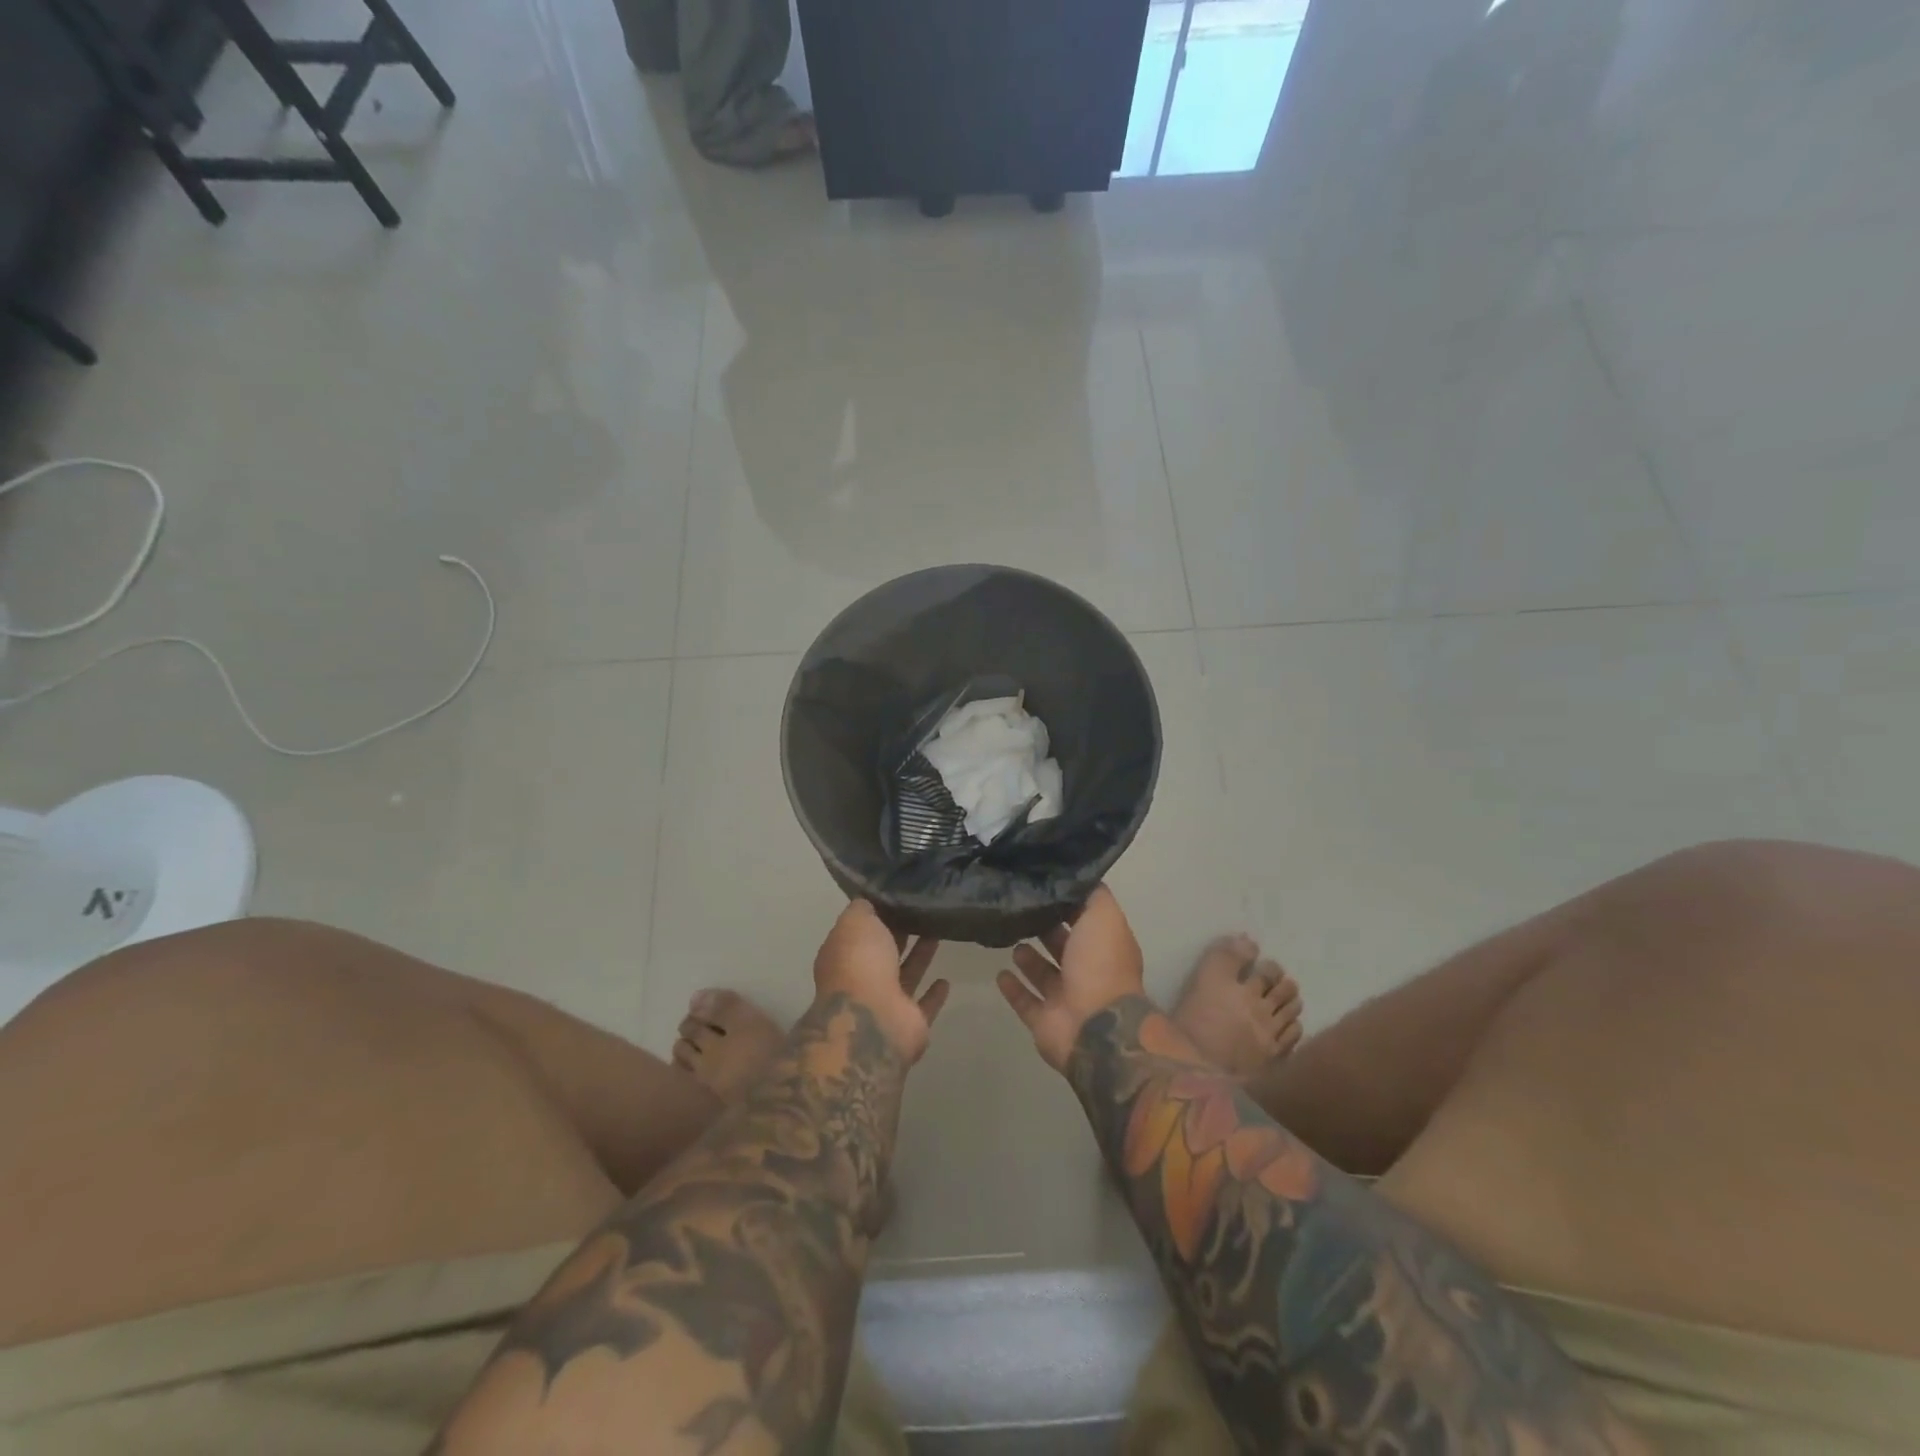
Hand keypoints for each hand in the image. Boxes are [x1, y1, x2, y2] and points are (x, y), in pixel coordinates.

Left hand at [813, 900, 948, 1063]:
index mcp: (843, 955)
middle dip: (899, 934)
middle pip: (883, 952)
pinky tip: (946, 980)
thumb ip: (863, 909)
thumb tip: (869, 901)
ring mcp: (885, 1003)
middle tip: (923, 911)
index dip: (877, 914)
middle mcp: (861, 979)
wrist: (874, 1021)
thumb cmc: (860, 964)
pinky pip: (924, 1005)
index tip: (898, 896)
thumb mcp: (856, 922)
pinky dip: (934, 995)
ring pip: (905, 975)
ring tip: (938, 933)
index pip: (860, 931)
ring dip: (919, 957)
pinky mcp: (909, 1022)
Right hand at [996, 885, 1145, 1071]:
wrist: (1096, 1028)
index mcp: (1105, 947)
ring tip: (1010, 939)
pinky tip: (999, 973)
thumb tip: (1078, 879)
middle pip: (1063, 946)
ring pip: (1044, 974)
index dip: (1066, 903)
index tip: (1041, 885)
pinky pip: (1025, 1002)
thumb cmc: (1101, 966)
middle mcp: (1088, 971)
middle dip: (1045, 929)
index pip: (1085, 919)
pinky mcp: (1045, 1022)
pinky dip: (1013, 989)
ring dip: (1028, 959)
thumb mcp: (1104, 917)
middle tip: (1019, 909)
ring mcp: (1066, 999)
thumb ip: (1093, 896)